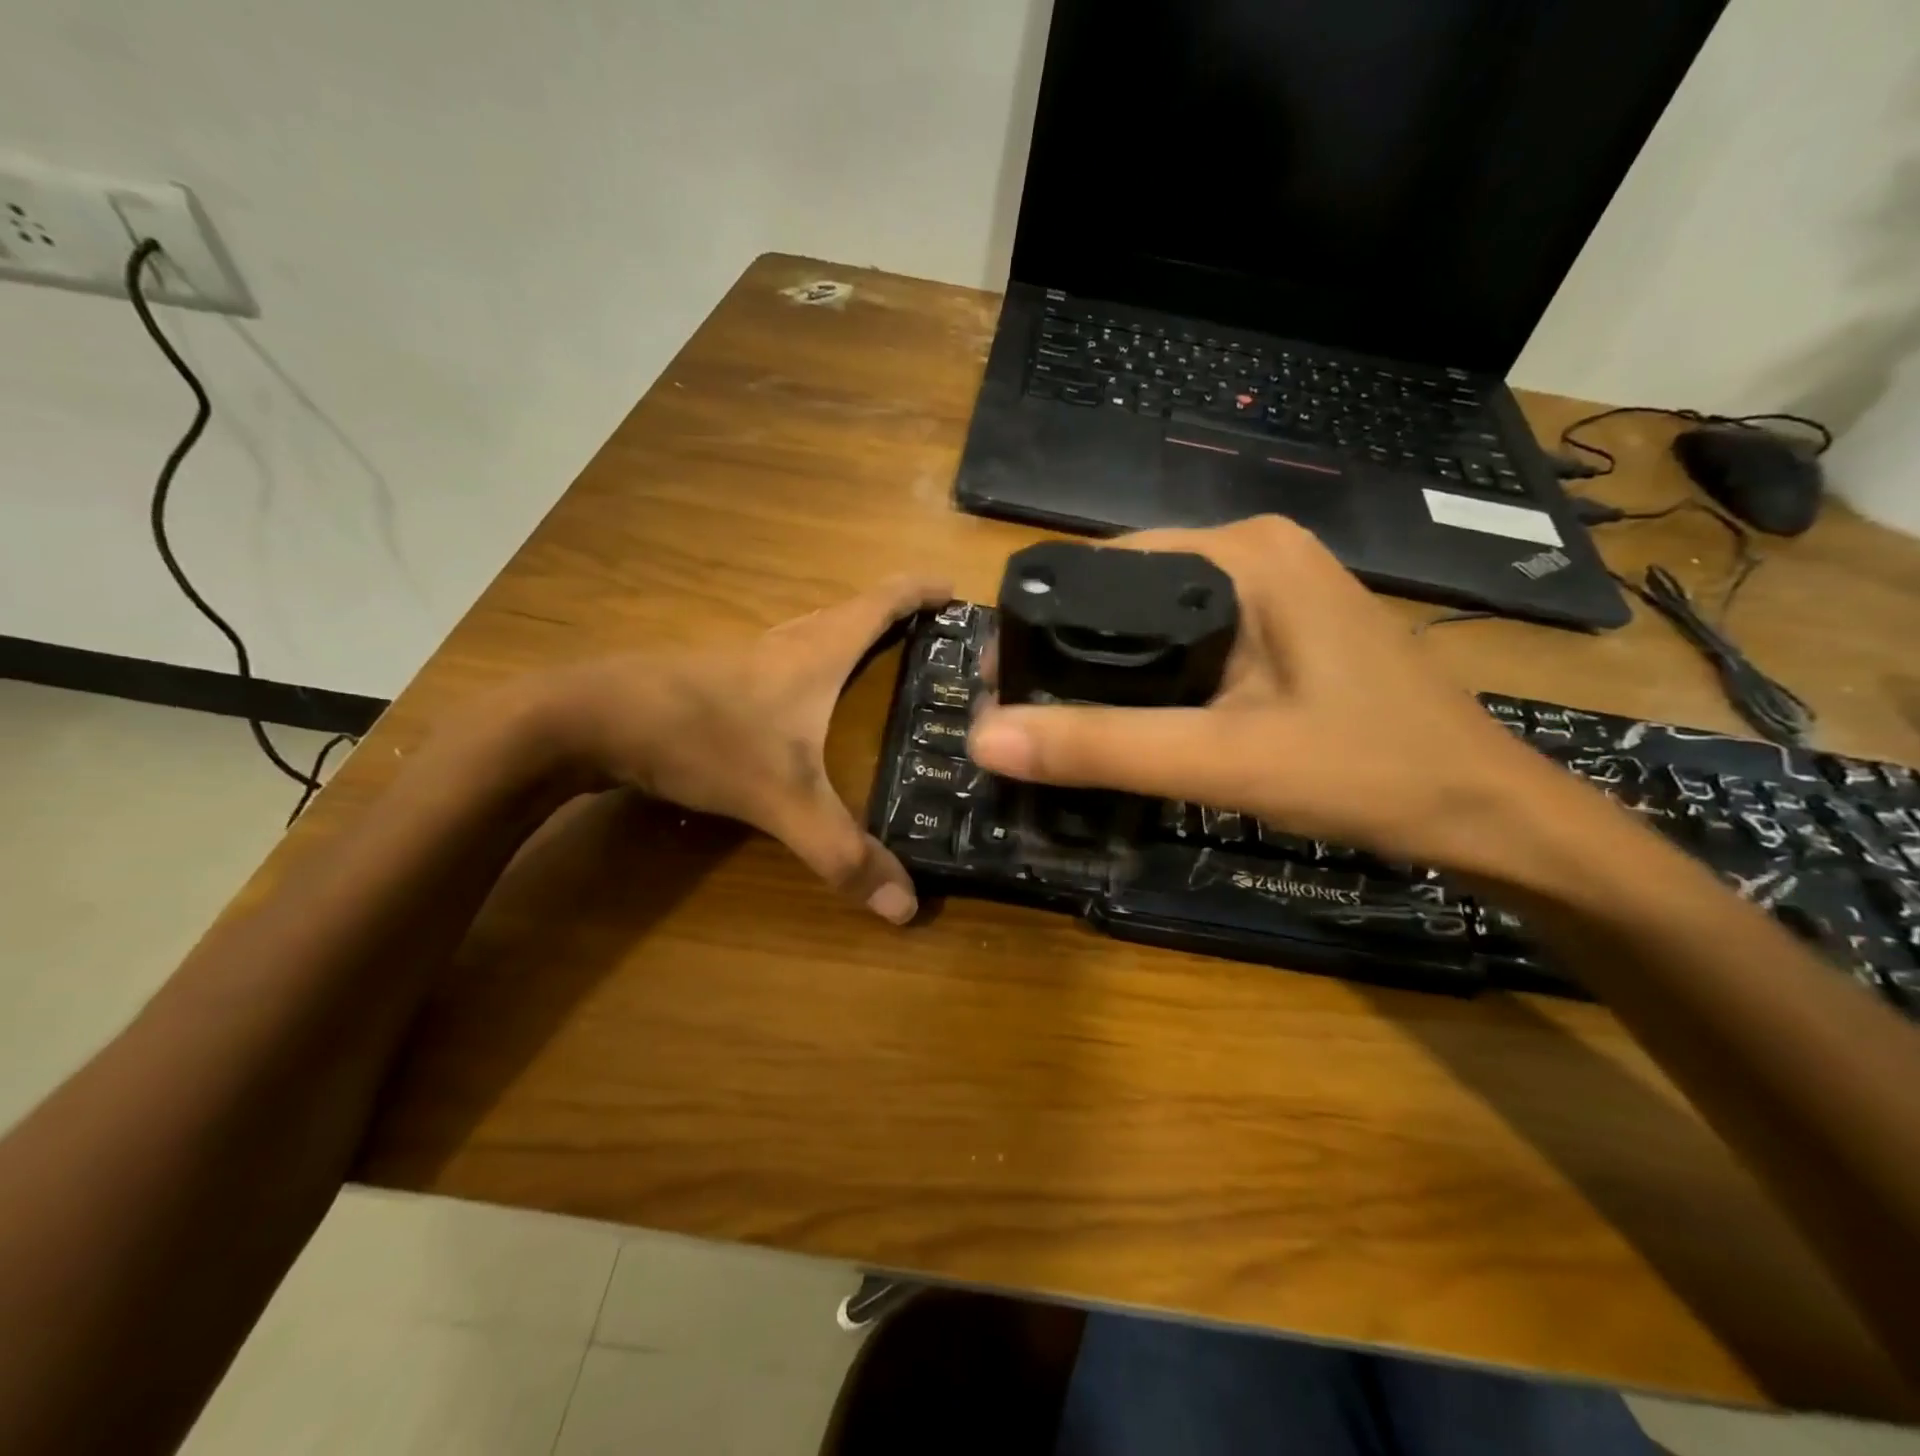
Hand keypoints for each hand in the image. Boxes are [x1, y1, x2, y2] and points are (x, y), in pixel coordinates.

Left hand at [540, 574, 950, 922]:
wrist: (587, 719)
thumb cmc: (699, 737)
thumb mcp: (779, 798)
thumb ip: (840, 852)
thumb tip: (906, 907)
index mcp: (817, 651)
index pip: (883, 602)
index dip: (923, 591)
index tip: (958, 590)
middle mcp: (787, 642)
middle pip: (853, 612)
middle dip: (897, 615)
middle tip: (936, 642)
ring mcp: (748, 657)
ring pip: (816, 634)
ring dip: (855, 637)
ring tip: (888, 666)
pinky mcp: (718, 677)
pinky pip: (787, 660)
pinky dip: (818, 666)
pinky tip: (812, 704)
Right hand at [967, 516, 1550, 872]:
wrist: (1487, 814)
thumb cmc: (1368, 772)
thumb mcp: (1224, 761)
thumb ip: (1104, 747)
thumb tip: (985, 737)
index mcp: (1244, 553)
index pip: (1106, 565)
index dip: (1043, 622)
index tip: (1000, 682)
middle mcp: (1256, 554)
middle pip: (1128, 593)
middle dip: (1070, 650)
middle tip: (1020, 712)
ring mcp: (1276, 592)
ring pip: (1157, 622)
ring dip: (1107, 668)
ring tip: (1056, 720)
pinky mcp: (1284, 630)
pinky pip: (1192, 644)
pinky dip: (1151, 679)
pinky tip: (1128, 719)